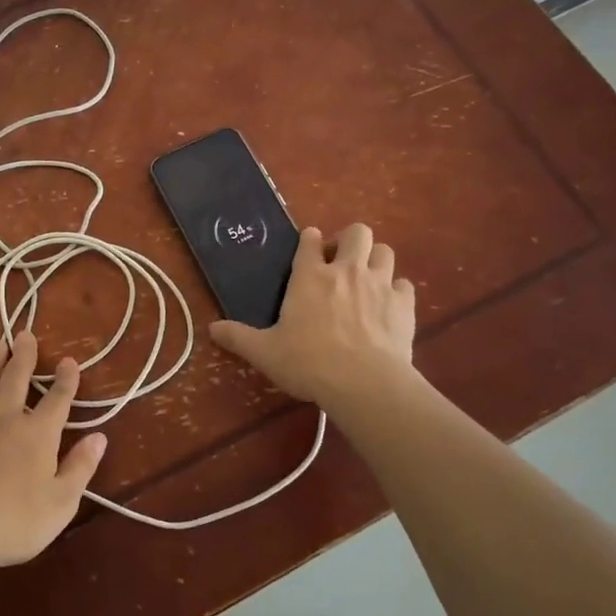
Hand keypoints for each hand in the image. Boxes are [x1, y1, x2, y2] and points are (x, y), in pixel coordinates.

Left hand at [0, 332, 107, 570]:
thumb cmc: (14, 521)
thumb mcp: (61, 502)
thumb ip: (80, 467)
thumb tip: (99, 437)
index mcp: (38, 433)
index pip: (58, 398)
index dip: (66, 378)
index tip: (69, 361)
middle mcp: (6, 418)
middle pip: (16, 377)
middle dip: (24, 354)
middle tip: (25, 333)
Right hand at [209, 223, 415, 406]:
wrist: (364, 383)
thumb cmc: (309, 362)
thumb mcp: (265, 352)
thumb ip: (239, 337)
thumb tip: (211, 329)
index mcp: (310, 276)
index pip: (310, 239)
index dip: (309, 240)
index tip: (309, 248)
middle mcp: (346, 270)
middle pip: (357, 232)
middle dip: (349, 241)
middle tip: (341, 263)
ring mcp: (379, 284)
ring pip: (385, 251)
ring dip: (376, 261)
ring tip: (367, 280)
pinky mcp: (403, 304)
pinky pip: (404, 285)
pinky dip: (397, 291)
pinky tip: (388, 307)